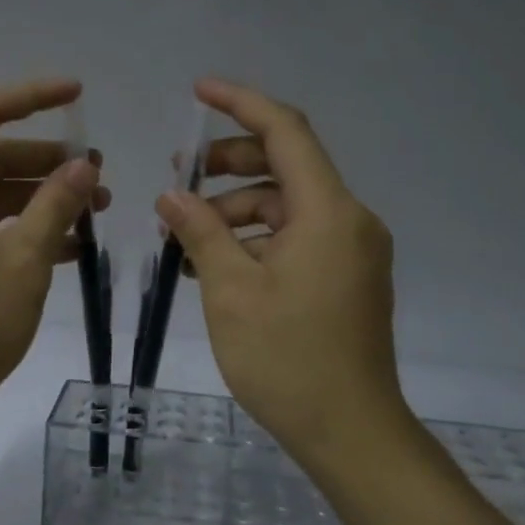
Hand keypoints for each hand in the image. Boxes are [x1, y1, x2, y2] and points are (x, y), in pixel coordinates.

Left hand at [0, 78, 107, 438]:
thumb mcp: (24, 260)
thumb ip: (56, 204)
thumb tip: (84, 164)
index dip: (33, 95)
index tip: (78, 94)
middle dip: (45, 161)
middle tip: (97, 176)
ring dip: (36, 198)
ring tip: (91, 214)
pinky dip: (15, 227)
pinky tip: (63, 248)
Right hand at [157, 78, 409, 468]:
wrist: (351, 433)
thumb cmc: (287, 359)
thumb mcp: (230, 291)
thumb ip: (201, 231)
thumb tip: (172, 196)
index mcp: (328, 212)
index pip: (286, 132)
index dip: (241, 104)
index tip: (198, 92)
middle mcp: (348, 220)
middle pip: (286, 165)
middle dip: (228, 163)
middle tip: (179, 179)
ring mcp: (351, 251)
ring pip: (286, 205)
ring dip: (235, 210)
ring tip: (184, 236)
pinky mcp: (345, 277)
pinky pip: (295, 237)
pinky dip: (255, 239)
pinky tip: (214, 263)